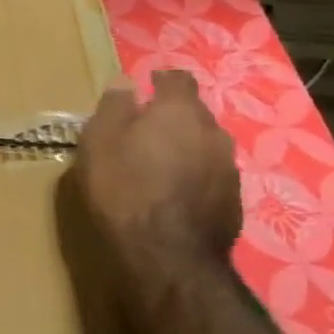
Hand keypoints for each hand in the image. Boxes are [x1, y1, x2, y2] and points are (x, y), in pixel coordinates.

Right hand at [75, 69, 241, 269]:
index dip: (162, 80)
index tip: (146, 86)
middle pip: (194, 113)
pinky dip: (194, 176)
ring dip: (185, 148)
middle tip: (144, 130)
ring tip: (159, 164)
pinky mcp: (234, 200)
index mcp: (179, 111)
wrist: (168, 254)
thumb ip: (114, 107)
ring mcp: (228, 167)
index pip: (179, 79)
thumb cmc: (124, 187)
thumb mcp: (99, 141)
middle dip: (172, 117)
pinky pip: (211, 175)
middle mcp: (213, 131)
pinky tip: (174, 194)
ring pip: (205, 145)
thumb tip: (125, 81)